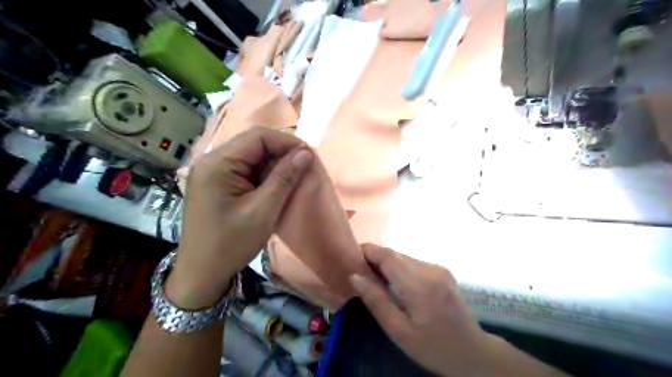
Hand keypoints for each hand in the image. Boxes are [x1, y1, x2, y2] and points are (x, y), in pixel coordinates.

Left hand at [167, 127, 315, 308]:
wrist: (202, 273)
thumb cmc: (231, 243)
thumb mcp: (263, 210)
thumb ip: (285, 178)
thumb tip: (306, 153)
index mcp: (218, 163)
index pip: (258, 137)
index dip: (286, 142)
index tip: (308, 156)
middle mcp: (212, 161)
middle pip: (253, 144)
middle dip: (281, 154)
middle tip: (303, 168)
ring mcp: (213, 172)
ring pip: (251, 157)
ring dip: (274, 165)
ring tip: (293, 178)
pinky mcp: (217, 184)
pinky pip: (245, 170)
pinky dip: (263, 175)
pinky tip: (275, 187)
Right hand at [351, 245, 498, 376]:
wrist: (473, 353)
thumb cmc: (433, 347)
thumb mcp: (400, 331)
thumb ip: (376, 301)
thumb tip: (354, 276)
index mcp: (419, 285)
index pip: (387, 256)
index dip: (367, 251)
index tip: (350, 259)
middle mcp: (430, 269)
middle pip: (395, 254)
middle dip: (374, 259)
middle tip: (360, 273)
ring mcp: (439, 268)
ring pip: (404, 257)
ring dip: (387, 264)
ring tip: (375, 281)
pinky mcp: (443, 271)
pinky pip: (414, 263)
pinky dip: (400, 268)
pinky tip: (396, 285)